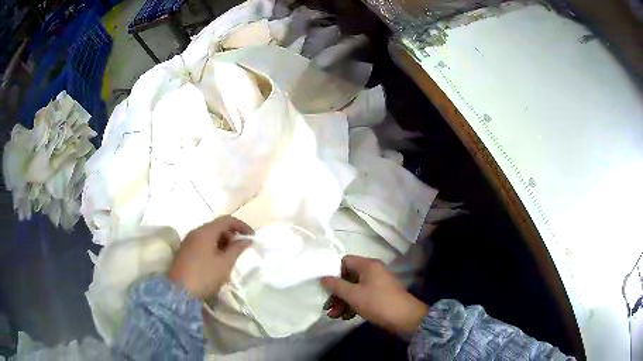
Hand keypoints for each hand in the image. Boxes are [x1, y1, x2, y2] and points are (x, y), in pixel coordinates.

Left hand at [168, 216, 252, 299]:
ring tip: (232, 256)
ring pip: (210, 235)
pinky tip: (218, 260)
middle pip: (217, 226)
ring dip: (223, 242)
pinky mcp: (185, 251)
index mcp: (205, 231)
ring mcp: (189, 242)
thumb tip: (246, 240)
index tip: (252, 237)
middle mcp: (196, 232)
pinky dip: (214, 247)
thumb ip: (237, 249)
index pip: (227, 220)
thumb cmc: (204, 276)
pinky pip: (203, 243)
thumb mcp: (225, 263)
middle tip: (242, 248)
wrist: (179, 292)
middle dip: (232, 234)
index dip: (241, 226)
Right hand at [321, 255, 428, 336]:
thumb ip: (336, 285)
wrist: (405, 318)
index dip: (333, 272)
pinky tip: (346, 317)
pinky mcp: (381, 295)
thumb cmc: (377, 303)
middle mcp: (373, 271)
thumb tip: (323, 277)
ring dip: (343, 302)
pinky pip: (363, 296)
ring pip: (355, 289)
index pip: (344, 261)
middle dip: (337, 293)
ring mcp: (378, 283)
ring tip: (335, 316)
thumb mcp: (353, 295)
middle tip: (327, 307)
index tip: (326, 287)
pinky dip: (354, 305)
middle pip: (348, 277)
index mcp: (368, 265)